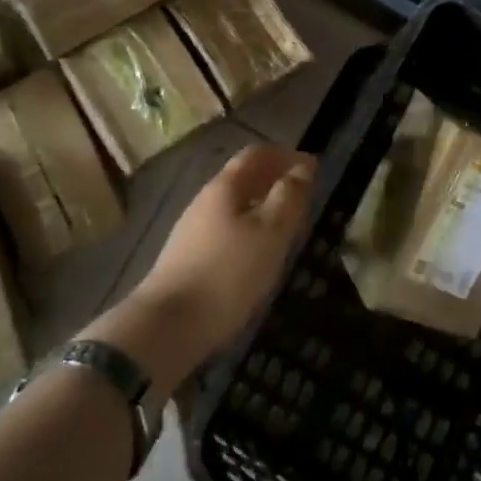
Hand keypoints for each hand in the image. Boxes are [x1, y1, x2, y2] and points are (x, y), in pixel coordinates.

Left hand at [94, 145, 313, 393]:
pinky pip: (225, 229)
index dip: (285, 155)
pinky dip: (248, 229)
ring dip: (261, 206)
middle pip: (242, 178)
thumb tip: (302, 167)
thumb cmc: (227, 274)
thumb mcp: (269, 234)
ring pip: (233, 206)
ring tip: (286, 226)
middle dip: (273, 180)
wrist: (167, 326)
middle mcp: (205, 200)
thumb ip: (288, 197)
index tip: (312, 166)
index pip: (256, 155)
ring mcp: (192, 230)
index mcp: (225, 187)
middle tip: (303, 196)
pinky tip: (257, 253)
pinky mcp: (187, 258)